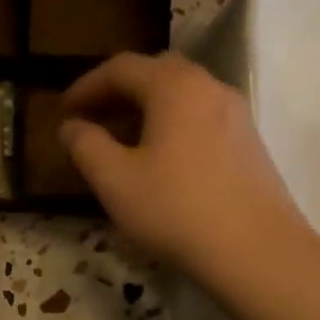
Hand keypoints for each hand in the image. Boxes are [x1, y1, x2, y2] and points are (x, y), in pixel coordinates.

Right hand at [58, 52, 309, 277]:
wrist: (256, 251)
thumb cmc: (175, 210)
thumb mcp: (114, 180)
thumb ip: (86, 145)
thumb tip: (71, 127)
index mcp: (174, 88)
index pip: (121, 68)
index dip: (86, 85)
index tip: (63, 110)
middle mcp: (209, 88)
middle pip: (156, 73)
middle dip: (118, 91)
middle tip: (92, 118)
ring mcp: (235, 115)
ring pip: (182, 96)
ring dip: (146, 109)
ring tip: (121, 141)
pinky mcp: (249, 143)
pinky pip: (200, 118)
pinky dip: (171, 125)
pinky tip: (159, 160)